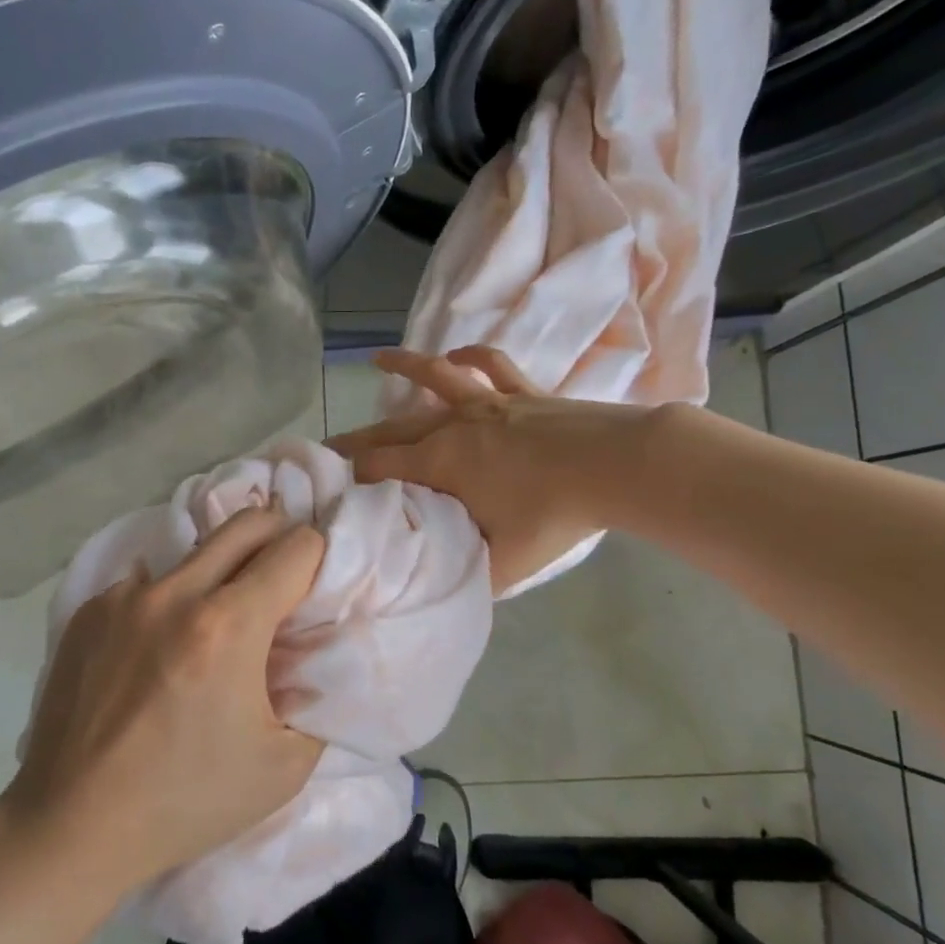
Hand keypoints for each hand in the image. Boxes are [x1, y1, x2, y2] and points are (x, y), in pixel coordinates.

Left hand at [5, 507, 327, 888]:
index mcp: (228, 626)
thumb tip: (314, 653)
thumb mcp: (284, 766)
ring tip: (217, 625)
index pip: (295, 547)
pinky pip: (149, 583)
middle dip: (278, 539)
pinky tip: (160, 650)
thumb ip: (316, 696)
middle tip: (282, 582)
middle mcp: (174, 593)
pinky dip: (171, 601)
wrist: (73, 825)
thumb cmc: (187, 801)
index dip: (318, 562)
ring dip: (222, 572)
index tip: (314, 592)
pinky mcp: (89, 610)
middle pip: (247, 523)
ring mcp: (125, 597)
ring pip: (195, 551)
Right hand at [328, 347, 645, 592]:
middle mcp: (453, 426)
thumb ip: (469, 576)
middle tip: (329, 444)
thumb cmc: (554, 515)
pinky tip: (457, 355)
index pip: (380, 468)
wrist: (616, 466)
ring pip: (435, 378)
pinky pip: (490, 365)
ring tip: (379, 359)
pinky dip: (470, 356)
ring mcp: (488, 403)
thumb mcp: (505, 564)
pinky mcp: (522, 392)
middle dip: (358, 437)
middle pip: (393, 427)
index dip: (350, 477)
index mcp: (440, 463)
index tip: (328, 484)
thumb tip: (443, 588)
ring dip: (404, 367)